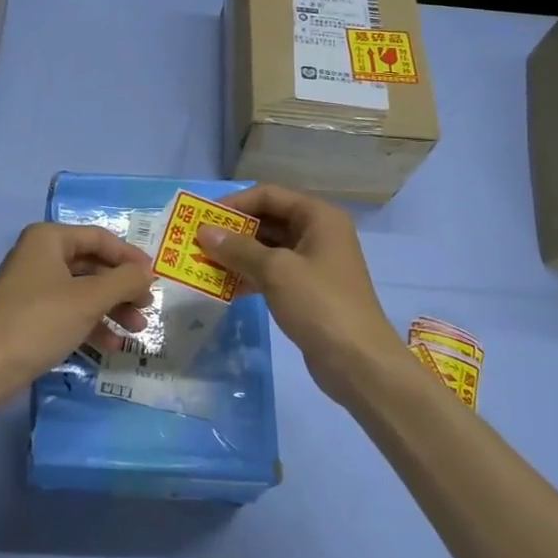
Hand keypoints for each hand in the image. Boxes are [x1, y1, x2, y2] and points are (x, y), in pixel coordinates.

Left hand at [0, 223, 154, 400]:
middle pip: (92, 265)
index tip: (155, 278)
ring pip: (83, 291)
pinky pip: (69, 311)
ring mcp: (33, 287)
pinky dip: (91, 324)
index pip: (99, 238)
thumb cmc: (39, 322)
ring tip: (137, 331)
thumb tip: (148, 272)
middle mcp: (39, 256)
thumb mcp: (88, 299)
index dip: (130, 257)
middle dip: (122, 287)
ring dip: (112, 309)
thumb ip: (124, 281)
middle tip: (147, 307)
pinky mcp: (30, 315)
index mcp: (48, 239)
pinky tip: (112, 345)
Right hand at [197, 184, 402, 400]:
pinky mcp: (308, 290)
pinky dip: (249, 276)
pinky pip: (273, 273)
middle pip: (268, 220)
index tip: (203, 218)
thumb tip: (204, 232)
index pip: (269, 195)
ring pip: (268, 249)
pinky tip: (224, 288)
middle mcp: (318, 233)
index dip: (235, 203)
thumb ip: (238, 248)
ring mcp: (314, 263)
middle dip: (233, 231)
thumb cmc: (319, 304)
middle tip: (198, 242)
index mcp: (318, 217)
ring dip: (237, 255)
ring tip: (204, 264)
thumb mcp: (275, 271)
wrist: (359, 362)